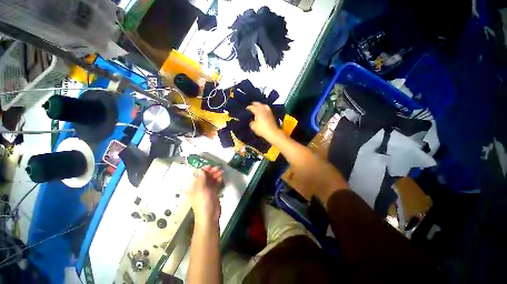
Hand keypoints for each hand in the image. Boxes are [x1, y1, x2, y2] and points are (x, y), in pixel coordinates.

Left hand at [189, 165, 222, 226]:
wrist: (209, 217)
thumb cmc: (203, 203)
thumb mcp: (201, 190)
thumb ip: (201, 179)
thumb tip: (200, 170)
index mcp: (195, 187)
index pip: (199, 175)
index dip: (204, 170)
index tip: (211, 166)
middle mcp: (201, 187)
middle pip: (206, 177)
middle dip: (212, 172)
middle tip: (219, 168)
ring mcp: (207, 190)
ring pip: (212, 180)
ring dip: (216, 175)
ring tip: (221, 172)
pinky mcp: (213, 193)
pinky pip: (216, 184)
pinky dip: (218, 180)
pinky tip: (222, 178)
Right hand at [246, 102, 281, 140]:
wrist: (272, 132)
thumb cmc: (262, 129)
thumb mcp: (253, 126)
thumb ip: (251, 122)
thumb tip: (252, 121)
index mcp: (258, 111)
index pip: (252, 107)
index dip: (249, 107)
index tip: (247, 108)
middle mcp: (264, 110)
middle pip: (259, 104)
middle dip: (255, 104)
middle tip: (252, 104)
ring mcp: (269, 112)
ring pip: (264, 106)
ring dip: (261, 105)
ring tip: (259, 106)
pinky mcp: (272, 115)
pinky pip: (267, 109)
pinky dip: (264, 108)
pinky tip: (263, 111)